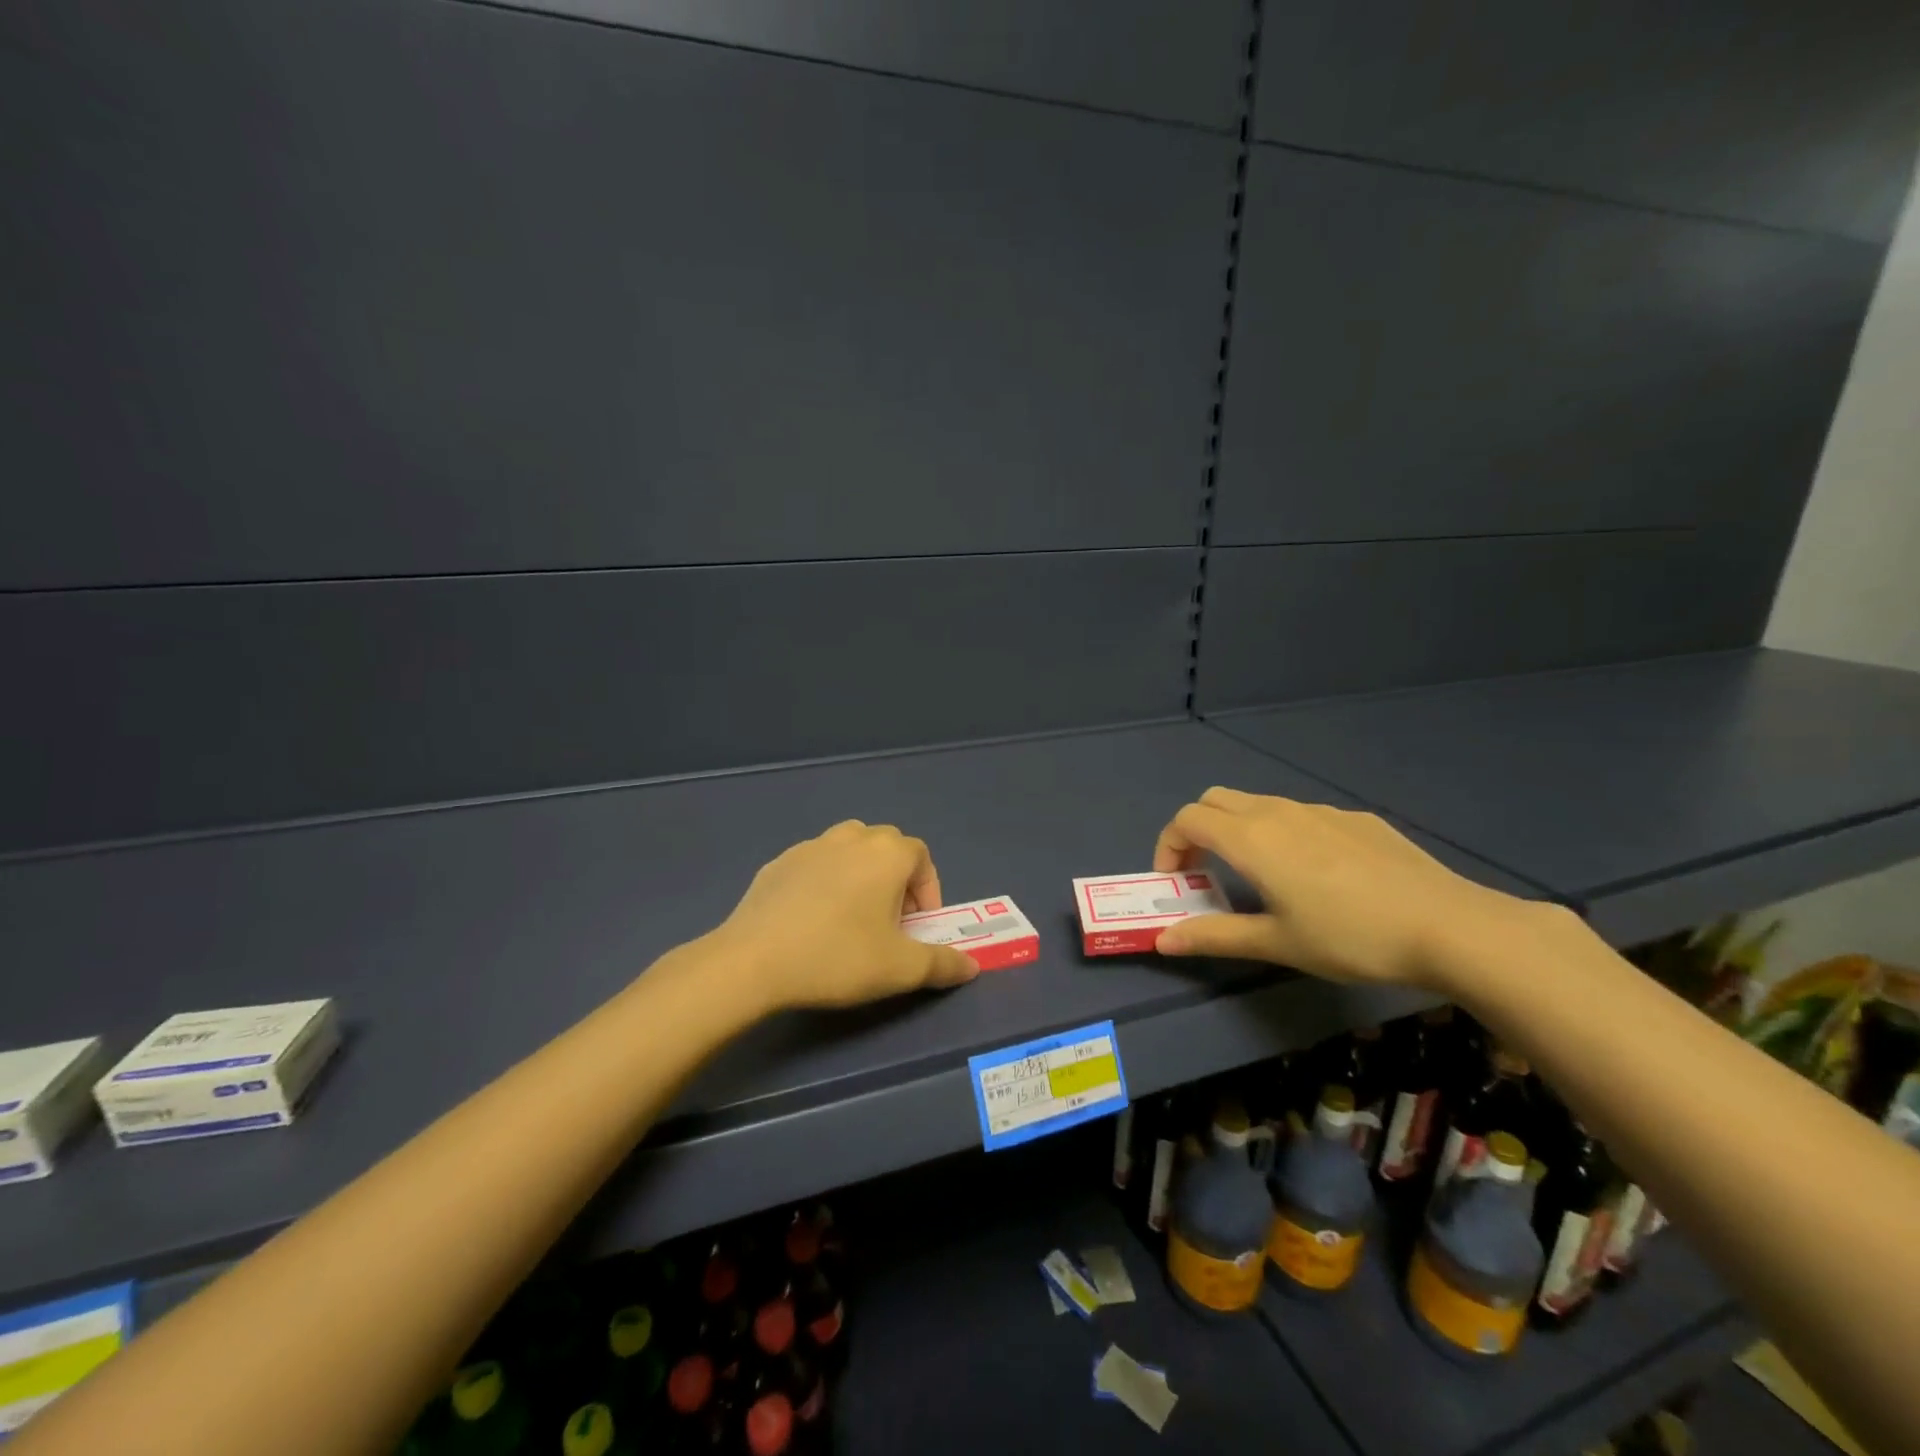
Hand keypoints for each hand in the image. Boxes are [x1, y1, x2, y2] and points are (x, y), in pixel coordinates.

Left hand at [711, 821, 979, 1011]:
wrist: (753, 960)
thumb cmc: (838, 957)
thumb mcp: (901, 969)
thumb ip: (942, 964)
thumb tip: (971, 966)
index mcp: (886, 854)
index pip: (921, 856)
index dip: (928, 890)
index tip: (919, 926)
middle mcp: (851, 838)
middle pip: (886, 847)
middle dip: (897, 880)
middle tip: (891, 922)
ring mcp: (810, 846)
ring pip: (849, 850)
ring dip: (861, 875)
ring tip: (853, 917)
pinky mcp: (777, 863)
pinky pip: (815, 865)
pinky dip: (825, 882)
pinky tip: (812, 920)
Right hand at [1150, 787, 1546, 988]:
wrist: (1449, 925)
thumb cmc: (1349, 937)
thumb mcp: (1276, 943)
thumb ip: (1214, 936)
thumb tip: (1161, 941)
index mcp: (1251, 838)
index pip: (1186, 819)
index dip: (1169, 845)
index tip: (1175, 881)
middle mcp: (1278, 811)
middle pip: (1215, 800)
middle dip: (1197, 830)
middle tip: (1204, 871)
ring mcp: (1320, 810)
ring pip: (1258, 804)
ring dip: (1238, 830)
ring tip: (1258, 877)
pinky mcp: (1355, 818)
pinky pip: (1300, 814)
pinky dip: (1281, 832)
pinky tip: (1316, 875)